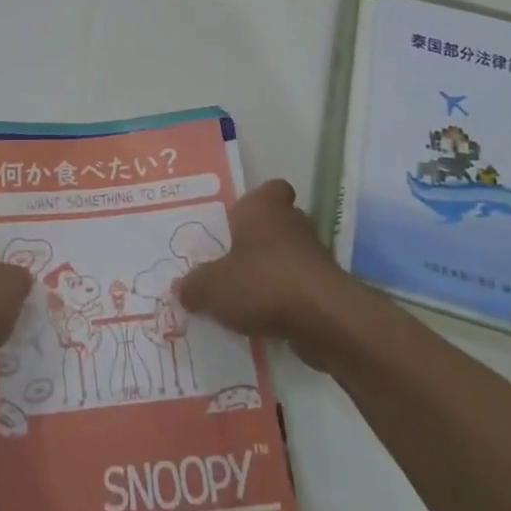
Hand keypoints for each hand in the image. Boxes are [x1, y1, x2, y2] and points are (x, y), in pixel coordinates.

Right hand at [178, 181, 352, 368]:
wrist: (324, 320)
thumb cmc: (262, 283)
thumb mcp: (211, 286)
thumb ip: (194, 285)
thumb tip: (183, 289)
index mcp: (264, 206)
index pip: (269, 189)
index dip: (255, 202)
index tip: (236, 222)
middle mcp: (293, 222)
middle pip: (276, 223)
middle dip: (257, 241)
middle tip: (230, 261)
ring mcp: (314, 255)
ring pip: (288, 256)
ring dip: (271, 273)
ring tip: (243, 297)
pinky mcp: (327, 288)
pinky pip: (298, 288)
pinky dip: (285, 300)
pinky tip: (263, 320)